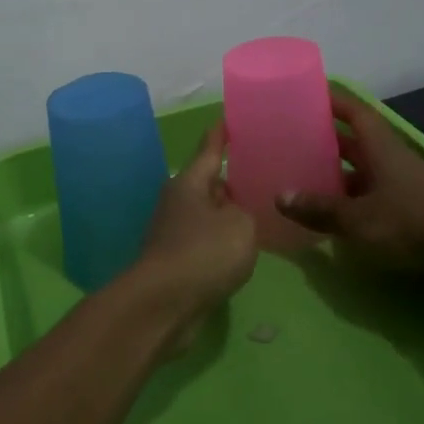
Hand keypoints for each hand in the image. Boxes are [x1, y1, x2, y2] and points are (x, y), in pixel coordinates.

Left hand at [126, 123, 257, 349]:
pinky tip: (241, 249)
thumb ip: (245, 211)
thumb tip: (234, 211)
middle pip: (207, 183)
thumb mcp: (240, 225)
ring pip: (206, 214)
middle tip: (259, 174)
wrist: (163, 305)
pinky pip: (204, 242)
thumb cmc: (203, 253)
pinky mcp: (174, 261)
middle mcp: (177, 202)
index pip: (209, 150)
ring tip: (257, 212)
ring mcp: (172, 233)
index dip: (221, 135)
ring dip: (226, 214)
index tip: (227, 118)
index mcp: (189, 183)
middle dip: (229, 179)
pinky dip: (220, 242)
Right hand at [275, 86, 423, 271]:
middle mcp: (389, 159)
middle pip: (353, 140)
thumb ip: (319, 208)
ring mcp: (400, 185)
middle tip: (289, 139)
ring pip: (360, 170)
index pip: (353, 111)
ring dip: (334, 172)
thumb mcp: (358, 218)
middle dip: (324, 137)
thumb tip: (280, 197)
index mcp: (380, 147)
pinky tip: (326, 212)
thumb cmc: (412, 223)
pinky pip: (368, 196)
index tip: (303, 94)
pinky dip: (347, 200)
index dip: (330, 99)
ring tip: (299, 176)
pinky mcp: (406, 210)